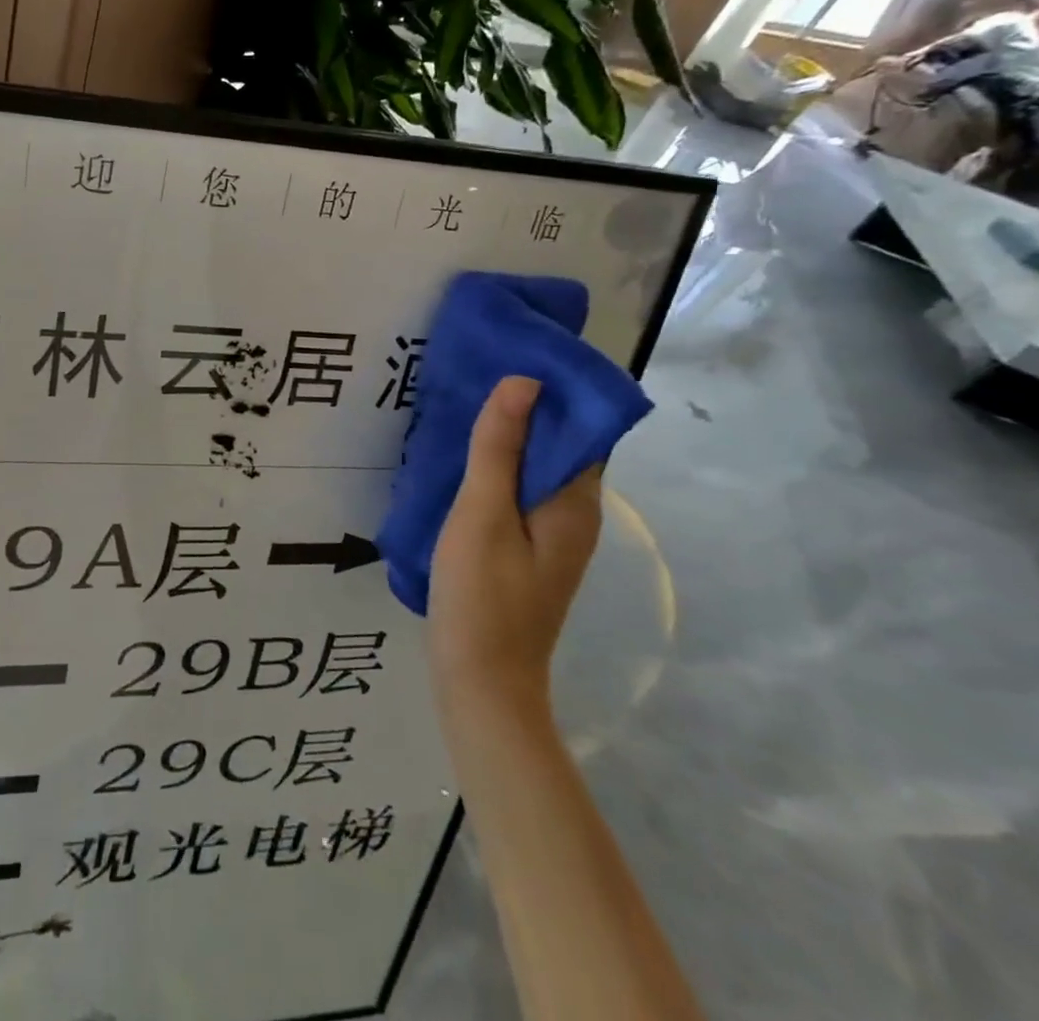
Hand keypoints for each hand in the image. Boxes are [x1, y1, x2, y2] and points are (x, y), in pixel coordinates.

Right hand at [428, 376, 600, 725]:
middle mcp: (576, 516)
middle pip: (557, 449)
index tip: (509, 359)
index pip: (578, 430)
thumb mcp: (484, 513)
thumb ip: (500, 449)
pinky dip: (497, 472)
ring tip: (460, 412)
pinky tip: (460, 465)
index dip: (550, 393)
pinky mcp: (528, 553)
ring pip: (535, 473)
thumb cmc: (483, 594)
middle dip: (522, 412)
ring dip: (506, 442)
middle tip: (474, 379)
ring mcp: (553, 538)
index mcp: (575, 503)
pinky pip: (519, 496)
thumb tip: (524, 382)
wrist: (481, 680)